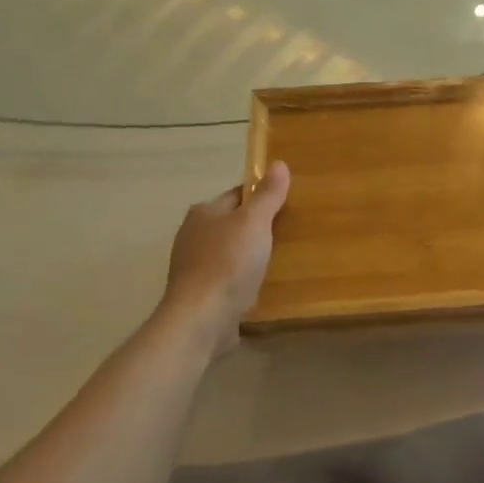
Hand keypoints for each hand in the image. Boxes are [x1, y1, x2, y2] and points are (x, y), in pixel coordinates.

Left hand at [160, 161, 291, 353]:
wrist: (202, 319)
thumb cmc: (228, 262)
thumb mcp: (254, 222)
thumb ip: (268, 195)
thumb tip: (278, 163)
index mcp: (203, 213)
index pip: (238, 195)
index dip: (262, 196)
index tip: (288, 204)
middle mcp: (193, 236)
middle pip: (233, 223)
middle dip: (257, 227)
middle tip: (290, 232)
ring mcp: (194, 267)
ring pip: (231, 252)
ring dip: (251, 255)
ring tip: (281, 259)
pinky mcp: (201, 294)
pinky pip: (228, 278)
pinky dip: (244, 279)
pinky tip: (262, 285)